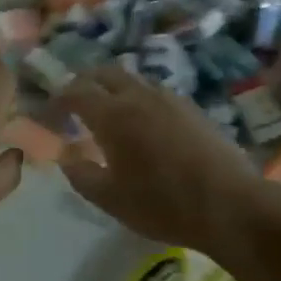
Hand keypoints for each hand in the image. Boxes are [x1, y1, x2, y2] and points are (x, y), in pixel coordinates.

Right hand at [60, 66, 267, 254]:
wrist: (231, 206)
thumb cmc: (163, 205)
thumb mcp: (110, 199)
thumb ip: (81, 174)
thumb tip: (67, 157)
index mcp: (113, 115)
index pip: (76, 92)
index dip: (58, 99)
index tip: (50, 112)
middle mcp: (139, 96)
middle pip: (105, 73)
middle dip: (84, 83)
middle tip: (75, 103)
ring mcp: (170, 99)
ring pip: (133, 80)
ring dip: (113, 89)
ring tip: (108, 113)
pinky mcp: (193, 109)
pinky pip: (155, 93)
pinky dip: (138, 99)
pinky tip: (143, 124)